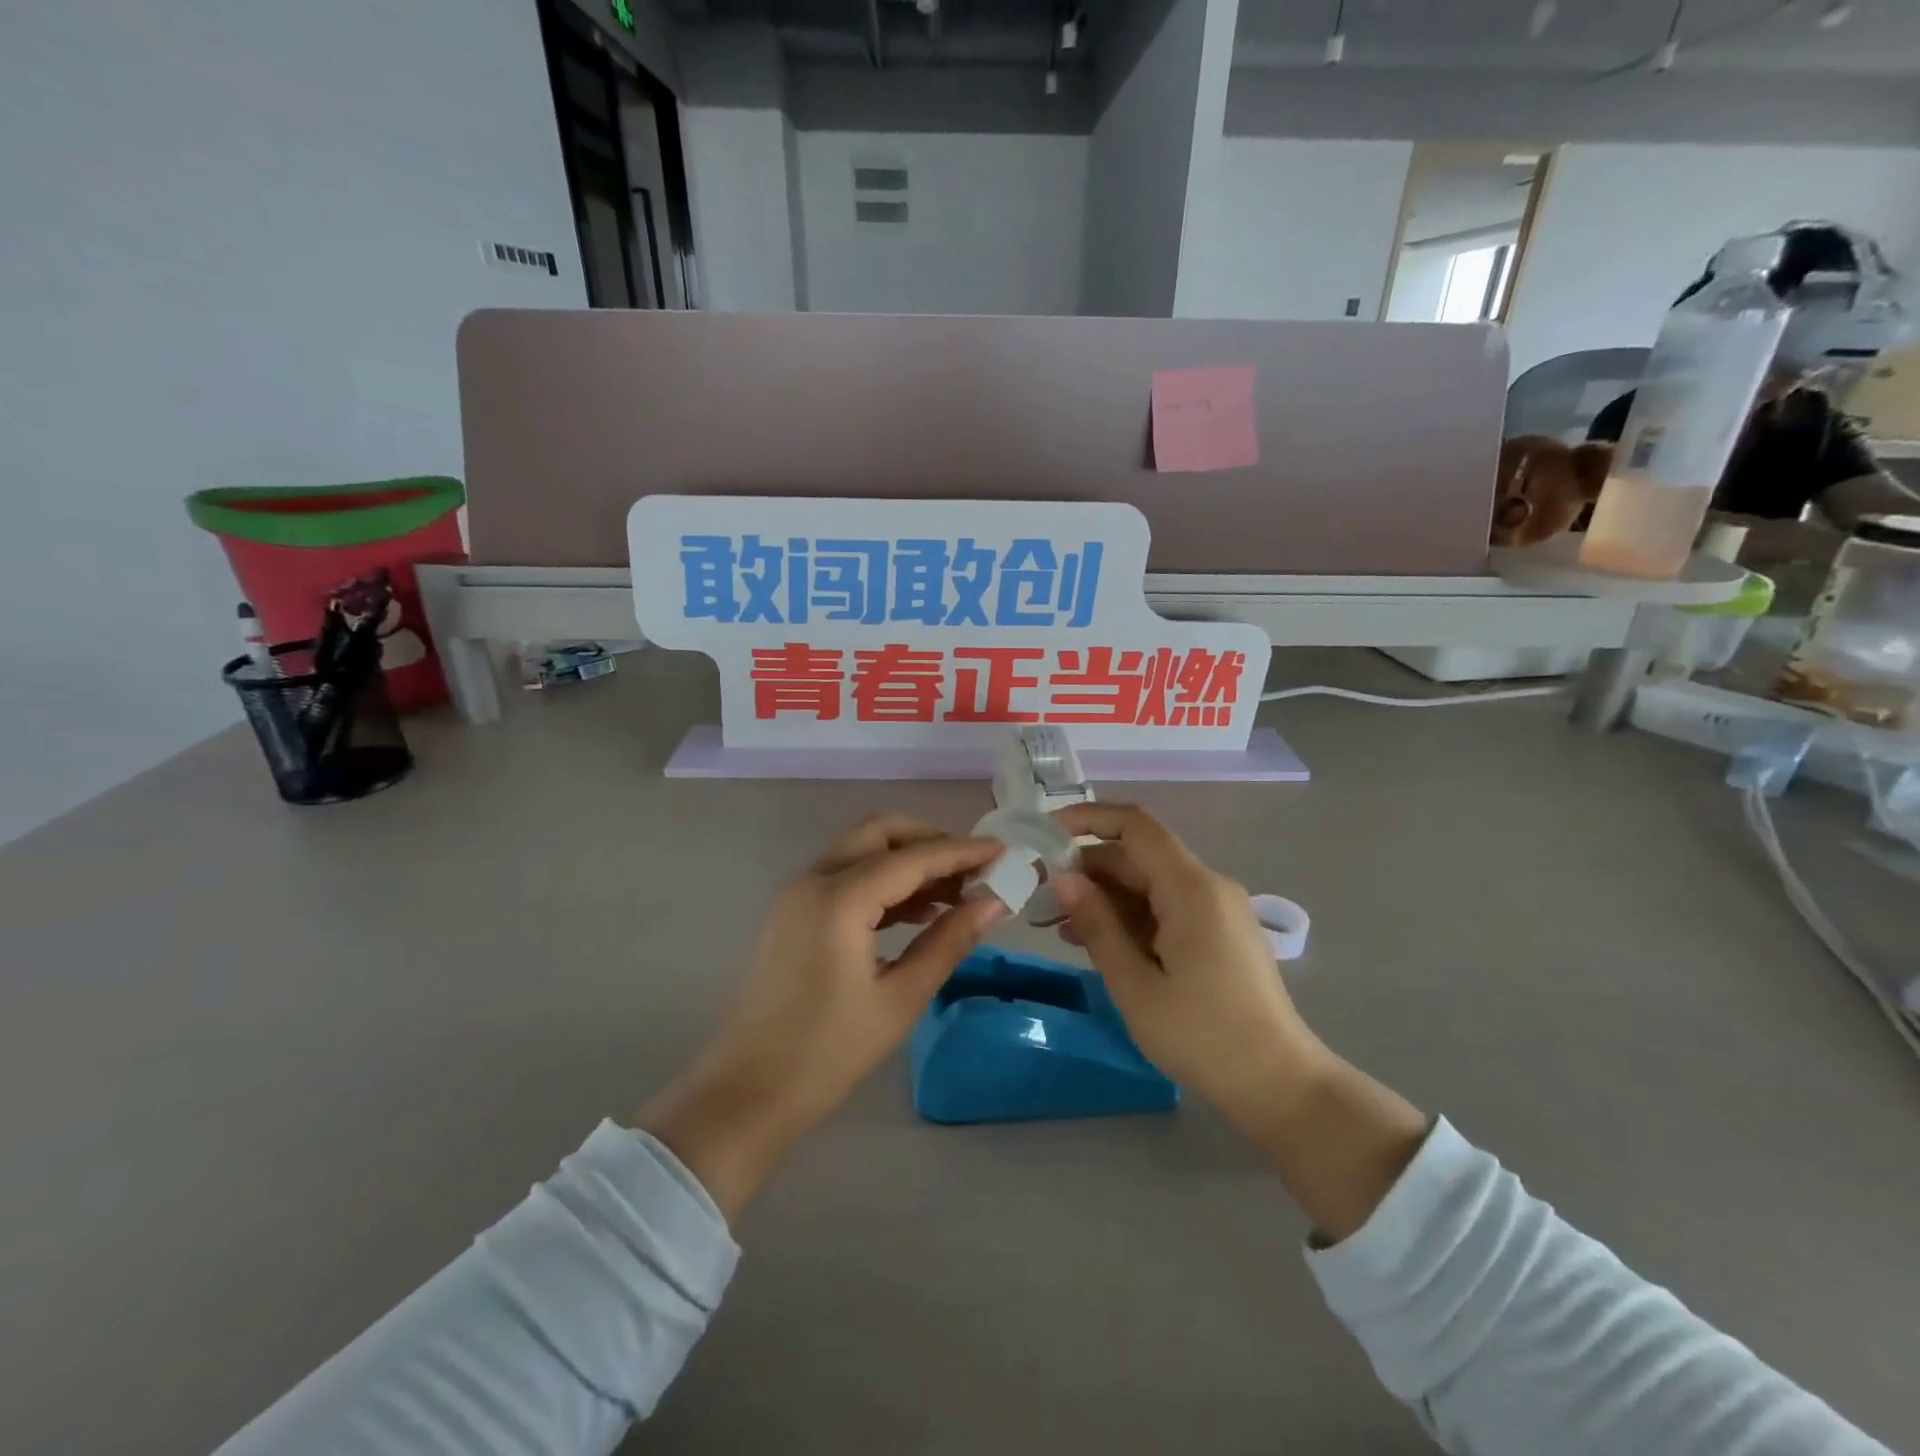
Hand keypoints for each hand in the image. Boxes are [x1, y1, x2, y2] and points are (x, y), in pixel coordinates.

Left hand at [636, 816, 1004, 1216]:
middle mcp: (813, 880)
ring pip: (860, 851)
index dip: (962, 851)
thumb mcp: (899, 999)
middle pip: (880, 833)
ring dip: (906, 861)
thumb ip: (948, 942)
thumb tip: (994, 903)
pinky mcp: (792, 912)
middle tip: (973, 868)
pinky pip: (844, 876)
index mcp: (839, 899)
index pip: (913, 857)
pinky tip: (915, 912)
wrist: (746, 1095)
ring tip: (954, 895)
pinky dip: (881, 881)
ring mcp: (797, 894)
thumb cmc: (827, 1054)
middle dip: (930, 841)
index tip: (1004, 852)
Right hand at [1052, 803, 1428, 1242]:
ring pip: (1150, 884)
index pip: (1135, 826)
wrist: (1280, 1086)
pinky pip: (1167, 907)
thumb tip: (1064, 877)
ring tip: (1061, 928)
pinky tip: (1099, 944)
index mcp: (1191, 888)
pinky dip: (1131, 917)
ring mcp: (1217, 909)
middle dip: (1088, 869)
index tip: (1046, 835)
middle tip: (1042, 898)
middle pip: (1139, 856)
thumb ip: (1098, 924)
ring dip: (1106, 898)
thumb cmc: (1203, 1037)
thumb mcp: (1136, 985)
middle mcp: (1208, 886)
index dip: (1088, 819)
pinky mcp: (1219, 933)